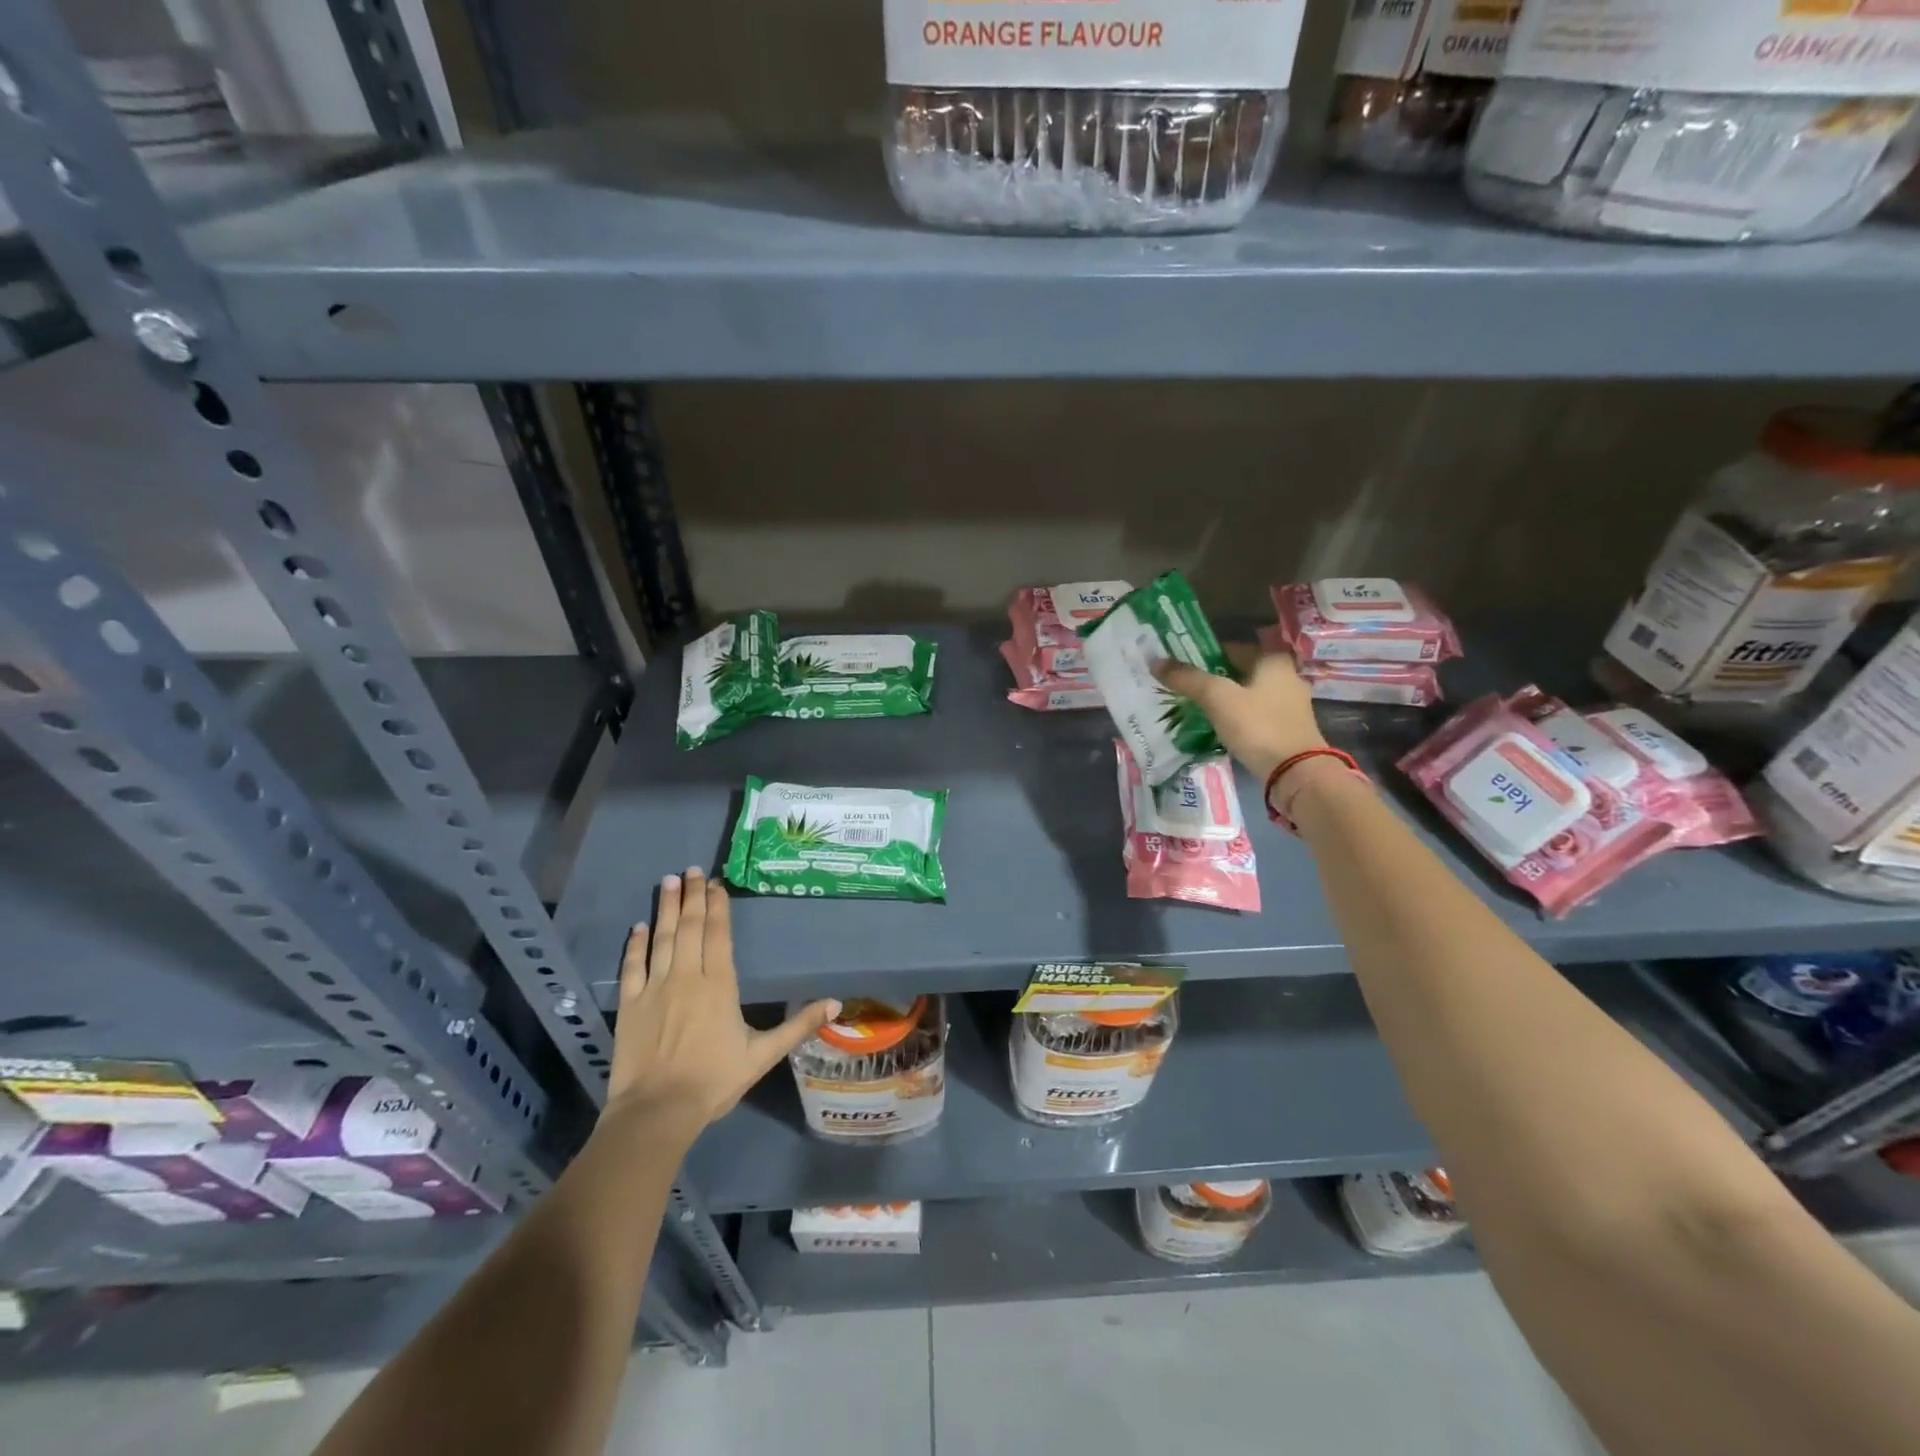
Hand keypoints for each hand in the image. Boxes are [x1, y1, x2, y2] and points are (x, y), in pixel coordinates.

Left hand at [606, 869, 837, 1139]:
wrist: (658, 1111)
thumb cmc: (714, 1080)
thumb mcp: (763, 1055)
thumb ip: (798, 1026)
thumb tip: (836, 1003)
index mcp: (719, 984)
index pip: (718, 934)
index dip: (718, 906)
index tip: (716, 883)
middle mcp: (687, 976)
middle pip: (691, 927)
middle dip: (693, 896)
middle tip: (691, 870)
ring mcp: (654, 987)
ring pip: (662, 938)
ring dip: (667, 908)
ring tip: (669, 881)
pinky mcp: (629, 1004)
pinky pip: (632, 966)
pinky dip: (636, 944)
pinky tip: (639, 926)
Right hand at [1154, 645, 1327, 783]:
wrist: (1296, 774)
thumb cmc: (1258, 726)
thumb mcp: (1218, 698)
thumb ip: (1188, 679)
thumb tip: (1156, 662)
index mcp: (1274, 660)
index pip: (1232, 648)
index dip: (1204, 655)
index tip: (1180, 667)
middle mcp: (1287, 677)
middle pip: (1240, 672)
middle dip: (1213, 680)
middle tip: (1183, 689)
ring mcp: (1290, 705)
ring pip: (1248, 695)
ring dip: (1225, 700)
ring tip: (1195, 709)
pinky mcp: (1289, 729)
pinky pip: (1255, 715)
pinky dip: (1237, 718)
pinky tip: (1219, 727)